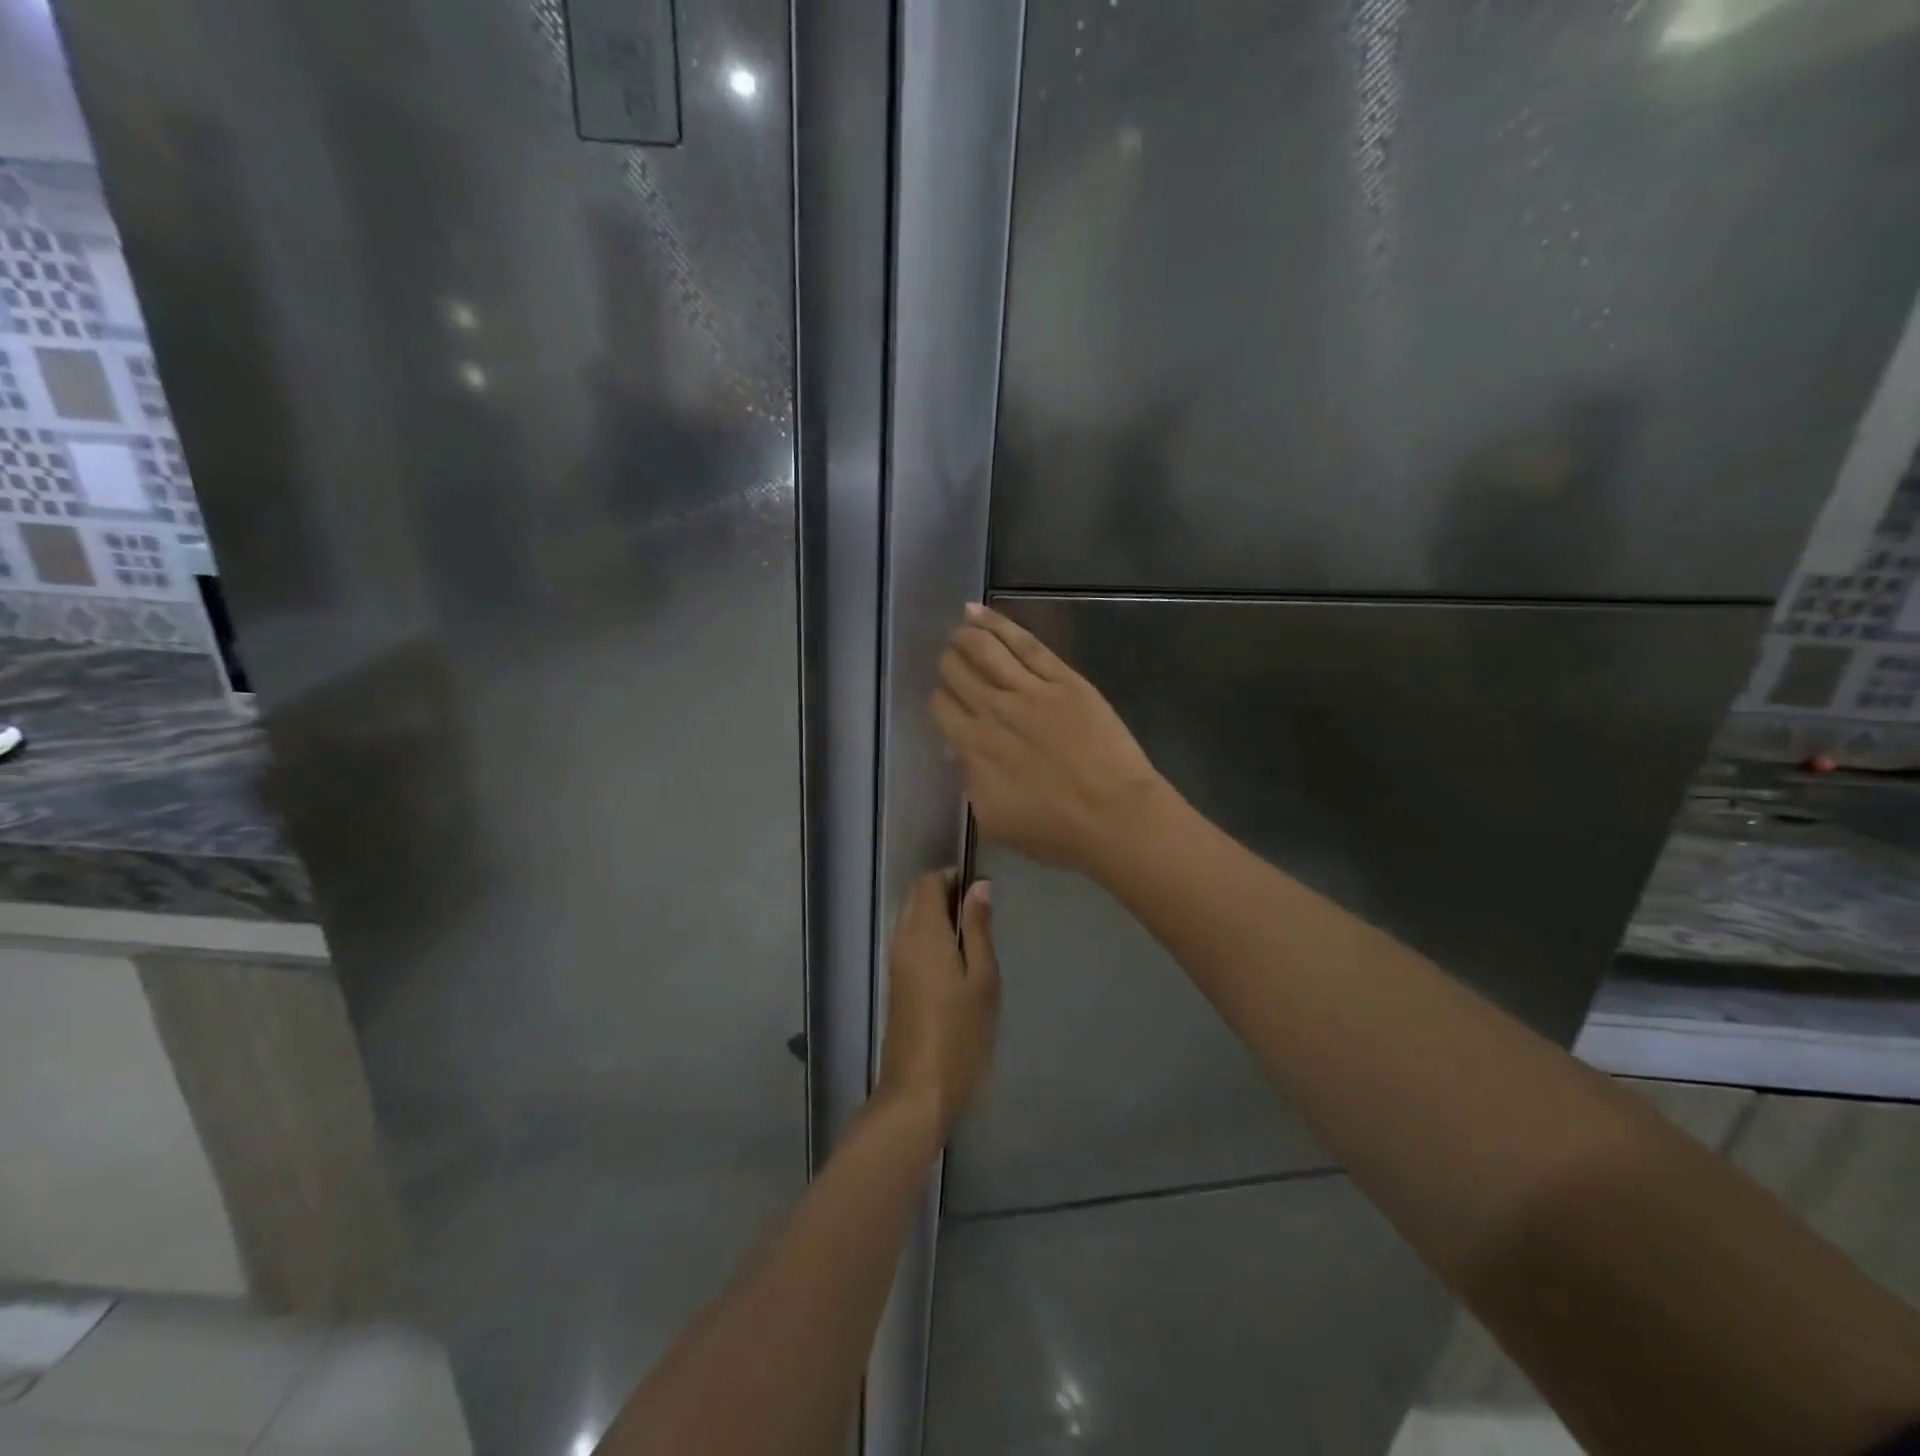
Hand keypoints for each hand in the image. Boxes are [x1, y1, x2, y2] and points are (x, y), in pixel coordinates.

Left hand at [875, 870, 999, 1127]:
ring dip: (939, 915)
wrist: (919, 1088)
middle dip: (946, 893)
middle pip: (917, 897)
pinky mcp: (897, 981)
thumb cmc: (961, 1032)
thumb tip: (978, 886)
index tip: (982, 891)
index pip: (928, 882)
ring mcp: (896, 961)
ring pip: (913, 918)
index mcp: (923, 932)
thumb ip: (978, 929)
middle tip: (982, 914)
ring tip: (975, 937)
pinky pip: (912, 940)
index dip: (954, 877)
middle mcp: (903, 939)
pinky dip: (932, 935)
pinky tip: (958, 959)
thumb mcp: (983, 978)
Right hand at [933, 603, 1167, 877]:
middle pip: (957, 672)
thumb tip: (963, 754)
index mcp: (974, 748)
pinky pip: (1023, 643)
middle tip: (953, 663)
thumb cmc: (1056, 831)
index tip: (948, 703)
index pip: (941, 708)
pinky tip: (978, 613)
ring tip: (960, 628)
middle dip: (949, 664)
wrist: (1115, 818)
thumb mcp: (994, 820)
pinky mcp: (1063, 679)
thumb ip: (971, 782)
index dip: (941, 700)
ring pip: (984, 649)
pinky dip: (997, 624)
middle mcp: (994, 711)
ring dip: (965, 636)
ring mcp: (1030, 690)